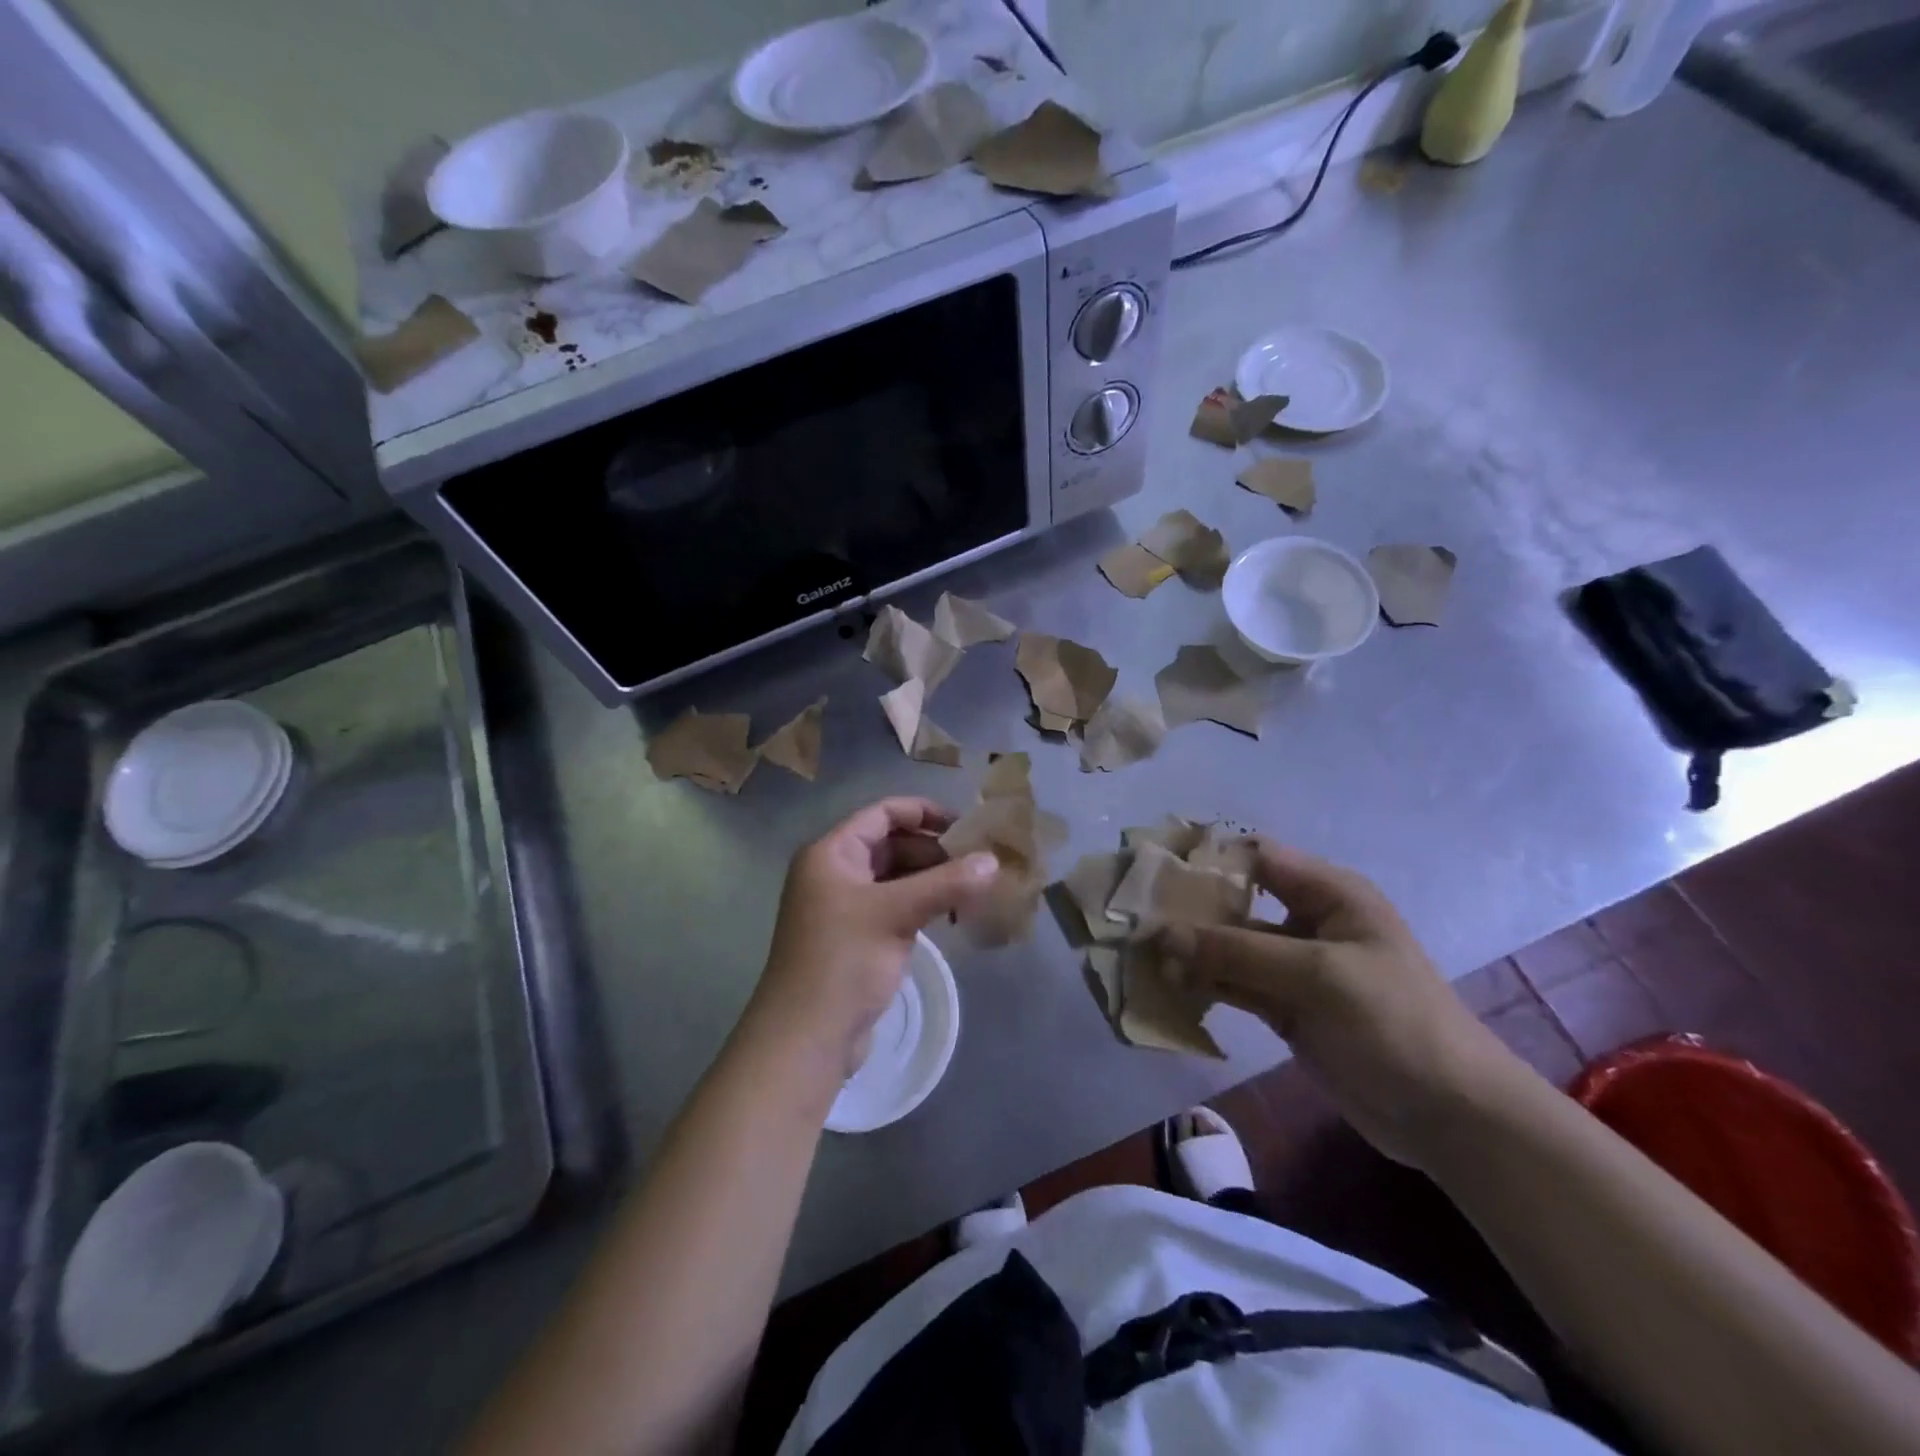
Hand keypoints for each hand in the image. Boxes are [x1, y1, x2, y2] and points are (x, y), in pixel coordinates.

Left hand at [751, 798, 997, 1078]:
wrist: (806, 1037)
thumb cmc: (844, 961)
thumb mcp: (897, 914)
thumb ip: (947, 883)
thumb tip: (994, 861)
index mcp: (832, 853)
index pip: (882, 814)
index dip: (924, 813)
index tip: (967, 826)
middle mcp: (835, 872)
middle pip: (891, 844)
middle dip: (934, 851)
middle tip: (979, 864)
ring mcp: (845, 907)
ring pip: (896, 878)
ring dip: (932, 880)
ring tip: (974, 889)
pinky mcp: (857, 937)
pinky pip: (895, 906)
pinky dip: (922, 905)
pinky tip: (953, 915)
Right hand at [1161, 840, 1530, 1169]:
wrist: (1449, 1114)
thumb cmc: (1393, 1021)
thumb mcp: (1317, 975)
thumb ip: (1237, 950)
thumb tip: (1161, 933)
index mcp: (1327, 893)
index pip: (1256, 857)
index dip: (1207, 859)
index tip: (1154, 870)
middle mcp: (1307, 921)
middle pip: (1236, 902)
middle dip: (1188, 909)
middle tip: (1133, 917)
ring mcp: (1294, 967)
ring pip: (1230, 947)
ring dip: (1190, 951)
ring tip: (1139, 954)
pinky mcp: (1284, 1007)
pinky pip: (1235, 984)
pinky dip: (1203, 984)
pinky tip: (1166, 986)